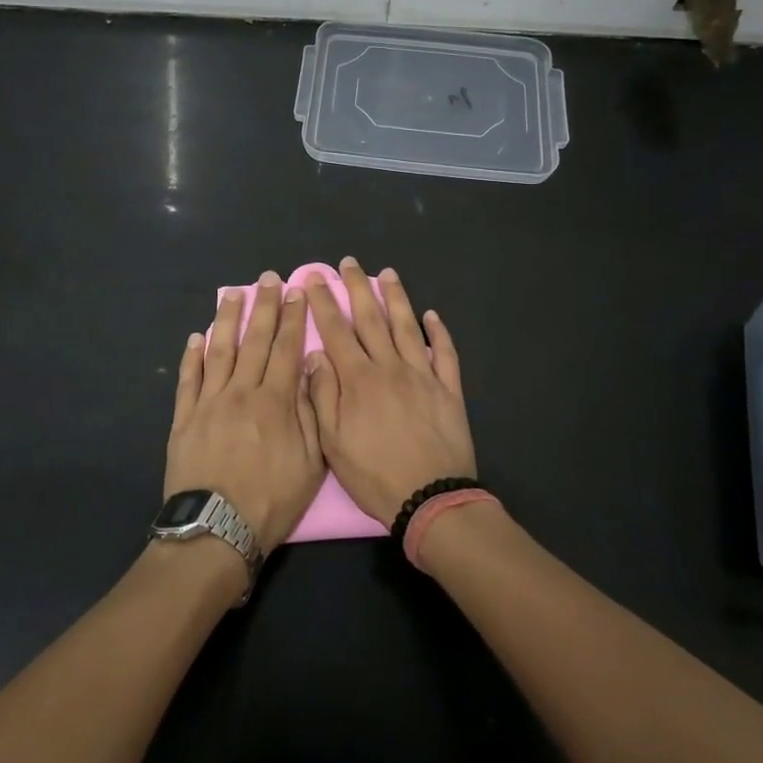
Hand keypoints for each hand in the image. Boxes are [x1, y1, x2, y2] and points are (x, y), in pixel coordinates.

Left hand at [166, 272, 325, 554]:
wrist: (216, 529)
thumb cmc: (271, 500)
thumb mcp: (310, 463)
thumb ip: (311, 411)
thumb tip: (311, 366)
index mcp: (276, 401)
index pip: (287, 348)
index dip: (294, 318)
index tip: (297, 291)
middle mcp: (242, 391)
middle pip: (255, 340)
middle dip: (264, 306)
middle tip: (268, 278)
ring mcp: (209, 402)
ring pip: (220, 351)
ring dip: (228, 320)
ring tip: (233, 294)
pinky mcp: (184, 418)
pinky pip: (189, 379)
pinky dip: (192, 356)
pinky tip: (197, 338)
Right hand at [303, 257, 476, 526]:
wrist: (432, 499)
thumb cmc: (375, 475)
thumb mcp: (333, 443)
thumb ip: (322, 395)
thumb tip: (315, 355)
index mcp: (359, 379)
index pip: (336, 331)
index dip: (324, 303)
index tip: (314, 278)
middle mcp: (390, 367)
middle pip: (371, 319)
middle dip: (358, 287)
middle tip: (349, 262)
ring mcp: (423, 376)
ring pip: (408, 327)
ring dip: (397, 298)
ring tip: (389, 274)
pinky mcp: (448, 390)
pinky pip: (445, 354)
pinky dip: (439, 333)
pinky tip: (433, 316)